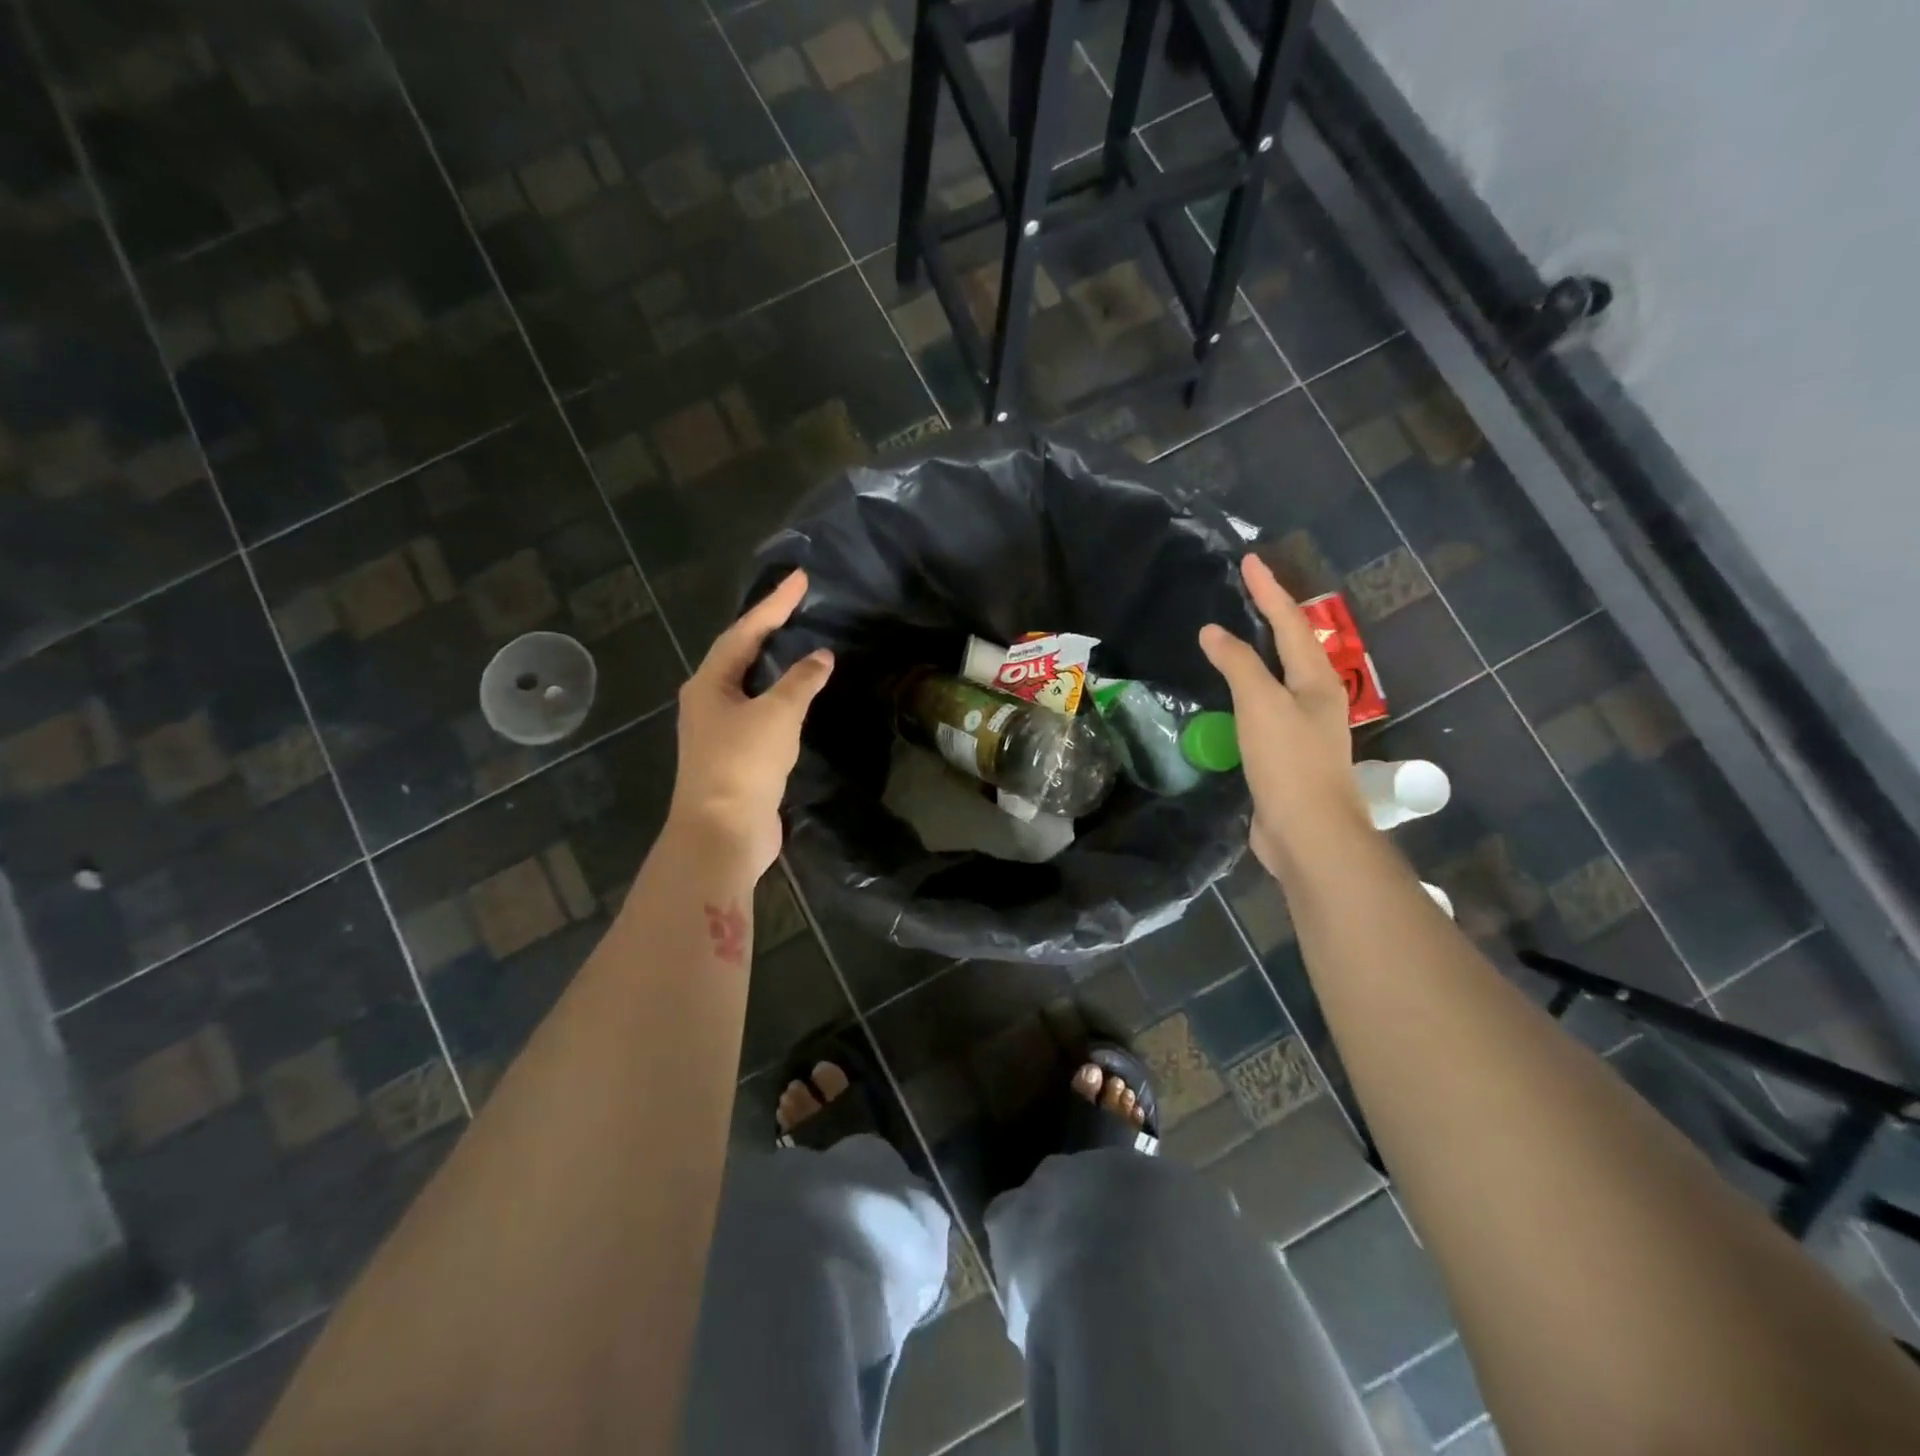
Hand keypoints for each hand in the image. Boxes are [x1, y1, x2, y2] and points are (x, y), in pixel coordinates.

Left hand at [668, 570, 832, 875]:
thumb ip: (801, 681)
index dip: (774, 604)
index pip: (745, 632)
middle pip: (740, 655)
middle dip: (769, 629)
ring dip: (774, 665)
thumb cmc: (743, 764)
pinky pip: (760, 714)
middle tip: (799, 606)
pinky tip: (800, 698)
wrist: (722, 833)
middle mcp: (708, 702)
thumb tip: (822, 656)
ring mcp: (719, 731)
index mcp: (709, 684)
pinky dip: (780, 699)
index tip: (801, 579)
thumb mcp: (776, 714)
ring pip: (750, 686)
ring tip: (801, 644)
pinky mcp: (735, 757)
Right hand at [1200, 554, 1367, 875]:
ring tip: (1235, 636)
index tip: (1249, 561)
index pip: (1289, 623)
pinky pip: (1263, 709)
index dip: (1268, 591)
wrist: (1308, 833)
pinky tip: (1231, 696)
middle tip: (1246, 592)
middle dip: (1271, 616)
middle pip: (1292, 647)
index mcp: (1316, 681)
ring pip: (1278, 678)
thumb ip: (1238, 664)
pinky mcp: (1284, 755)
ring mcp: (1301, 729)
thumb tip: (1213, 632)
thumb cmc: (1289, 761)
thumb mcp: (1262, 704)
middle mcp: (1314, 699)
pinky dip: (1247, 691)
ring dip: (1258, 654)